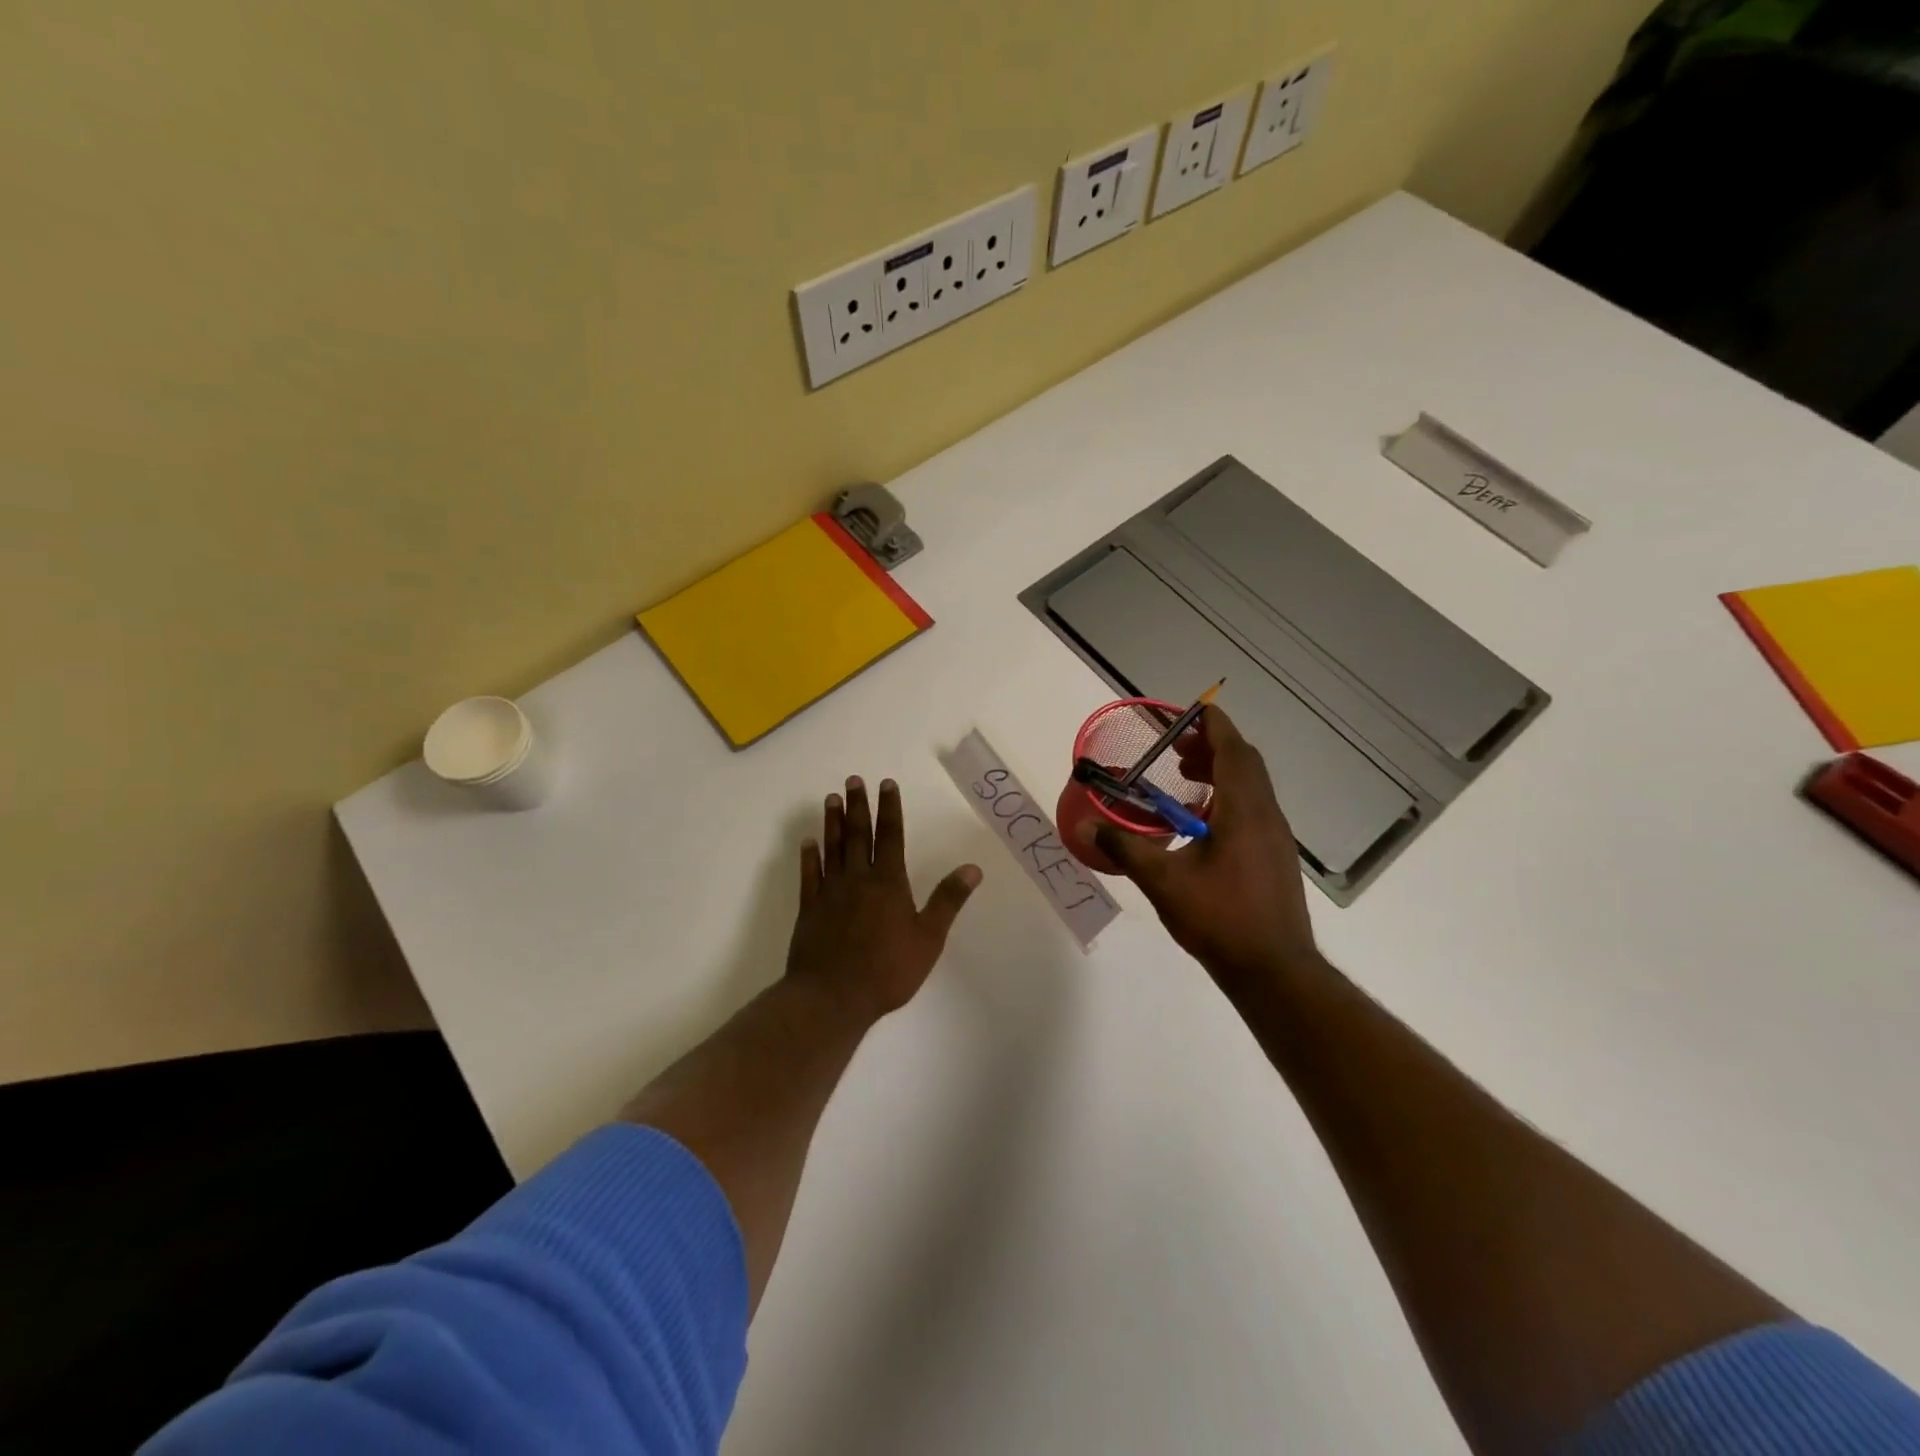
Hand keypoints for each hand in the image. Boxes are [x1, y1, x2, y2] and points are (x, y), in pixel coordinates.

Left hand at [787, 776, 982, 1023]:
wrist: (832, 997)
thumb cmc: (887, 970)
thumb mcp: (928, 938)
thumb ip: (948, 900)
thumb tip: (972, 868)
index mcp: (889, 883)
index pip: (891, 836)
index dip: (890, 809)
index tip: (887, 784)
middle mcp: (858, 879)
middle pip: (859, 835)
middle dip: (858, 805)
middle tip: (854, 779)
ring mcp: (830, 892)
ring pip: (832, 848)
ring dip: (833, 822)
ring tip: (831, 799)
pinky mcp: (809, 909)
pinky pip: (809, 875)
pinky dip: (809, 856)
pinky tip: (808, 842)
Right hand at [1081, 706, 1320, 991]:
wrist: (1274, 970)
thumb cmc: (1221, 919)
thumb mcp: (1164, 881)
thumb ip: (1125, 848)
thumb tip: (1087, 827)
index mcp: (1244, 810)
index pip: (1233, 751)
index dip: (1215, 726)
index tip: (1194, 710)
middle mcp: (1266, 815)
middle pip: (1245, 764)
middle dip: (1213, 748)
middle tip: (1177, 749)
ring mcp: (1275, 838)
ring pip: (1251, 788)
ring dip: (1220, 774)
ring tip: (1184, 780)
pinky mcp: (1274, 858)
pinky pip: (1252, 810)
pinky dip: (1227, 799)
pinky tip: (1200, 824)